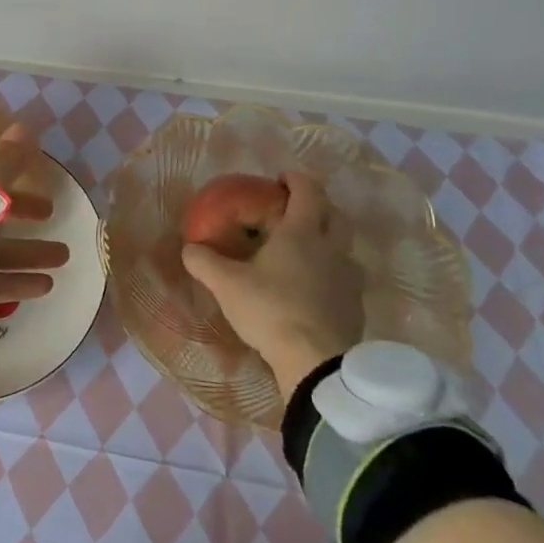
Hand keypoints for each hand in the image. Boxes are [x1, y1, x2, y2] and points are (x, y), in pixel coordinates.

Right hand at [182, 172, 363, 400]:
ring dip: (327, 240)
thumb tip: (188, 248)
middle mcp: (332, 248)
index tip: (279, 179)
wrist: (317, 363)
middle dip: (317, 205)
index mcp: (302, 233)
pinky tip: (312, 287)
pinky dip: (330, 272)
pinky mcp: (355, 306)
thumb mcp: (226, 284)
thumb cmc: (271, 310)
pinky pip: (345, 277)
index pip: (308, 191)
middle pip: (335, 214)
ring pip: (344, 247)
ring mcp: (349, 278)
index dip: (295, 179)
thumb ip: (203, 261)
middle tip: (293, 210)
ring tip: (301, 251)